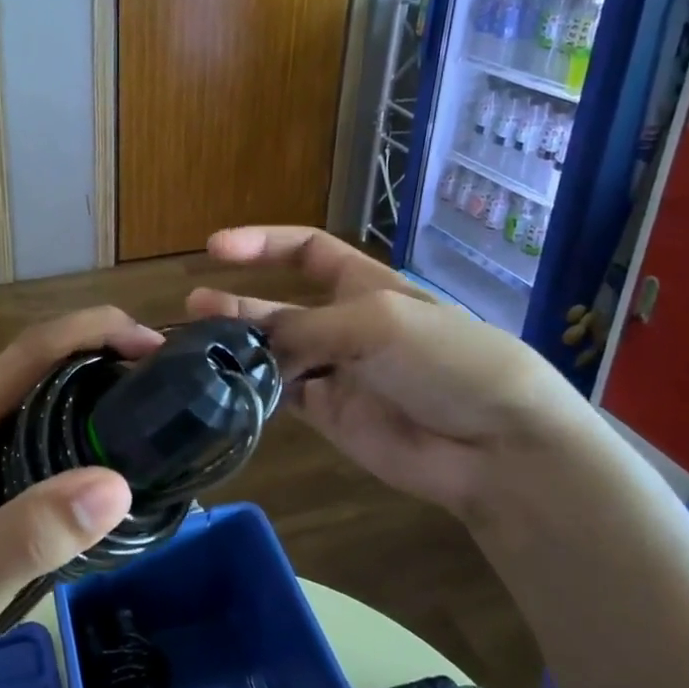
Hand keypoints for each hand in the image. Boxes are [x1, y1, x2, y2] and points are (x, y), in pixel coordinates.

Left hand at [0, 306, 160, 687]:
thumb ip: (41, 529)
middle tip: (156, 377)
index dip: (93, 331)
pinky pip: (21, 430)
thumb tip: (120, 483)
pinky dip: (65, 425)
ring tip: (137, 406)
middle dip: (97, 353)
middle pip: (33, 364)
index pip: (31, 350)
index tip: (151, 343)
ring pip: (28, 397)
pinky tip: (89, 456)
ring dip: (82, 388)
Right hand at [188, 227, 599, 527]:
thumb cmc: (445, 358)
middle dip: (238, 305)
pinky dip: (253, 391)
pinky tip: (222, 388)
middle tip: (192, 309)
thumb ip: (307, 328)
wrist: (496, 444)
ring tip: (193, 348)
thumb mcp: (376, 321)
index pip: (306, 250)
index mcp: (363, 284)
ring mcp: (336, 372)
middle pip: (280, 306)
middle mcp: (345, 323)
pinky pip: (282, 396)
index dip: (263, 243)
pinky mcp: (331, 416)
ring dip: (237, 348)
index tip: (217, 247)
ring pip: (274, 354)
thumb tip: (251, 343)